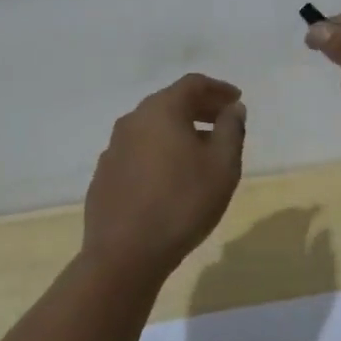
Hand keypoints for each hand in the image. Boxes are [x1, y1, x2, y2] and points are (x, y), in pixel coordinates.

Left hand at [82, 74, 246, 280]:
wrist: (123, 256)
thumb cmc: (182, 203)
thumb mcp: (223, 165)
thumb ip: (231, 129)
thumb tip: (233, 108)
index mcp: (161, 110)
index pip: (193, 84)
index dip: (219, 89)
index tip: (237, 101)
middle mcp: (133, 120)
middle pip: (171, 102)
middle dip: (200, 108)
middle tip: (223, 122)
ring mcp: (113, 149)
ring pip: (152, 128)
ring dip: (179, 131)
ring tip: (200, 152)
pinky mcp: (104, 176)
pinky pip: (138, 152)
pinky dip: (159, 152)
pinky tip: (170, 177)